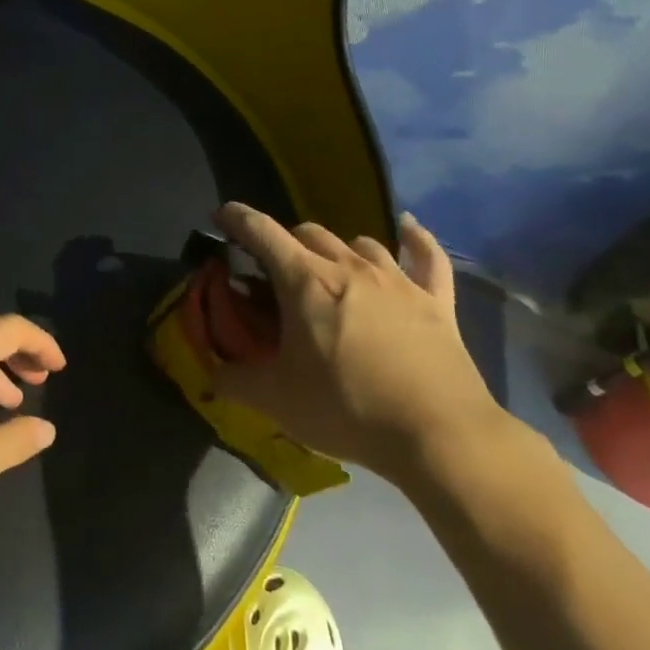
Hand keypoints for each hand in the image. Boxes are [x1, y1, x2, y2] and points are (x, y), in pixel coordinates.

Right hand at [209, 203, 508, 482]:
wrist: (438, 435)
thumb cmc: (347, 409)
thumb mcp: (276, 401)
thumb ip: (235, 381)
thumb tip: (211, 374)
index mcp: (305, 281)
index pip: (262, 232)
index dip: (237, 217)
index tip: (221, 214)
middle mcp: (349, 267)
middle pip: (309, 232)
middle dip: (286, 242)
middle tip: (276, 270)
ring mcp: (397, 280)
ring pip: (359, 242)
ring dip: (338, 249)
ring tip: (331, 269)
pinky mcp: (435, 301)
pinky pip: (427, 256)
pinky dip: (416, 239)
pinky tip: (409, 228)